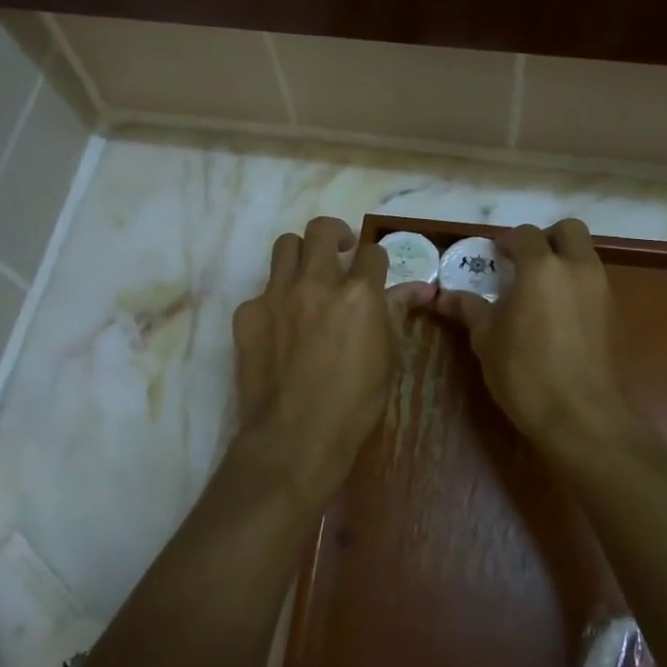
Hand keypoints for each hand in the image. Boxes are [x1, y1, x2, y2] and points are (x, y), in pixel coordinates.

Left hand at [228, 216, 395, 507]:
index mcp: (359, 293)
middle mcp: (317, 282)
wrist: (295, 436)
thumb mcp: (388, 358)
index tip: (373, 271)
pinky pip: (262, 290)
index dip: (375, 260)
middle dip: (334, 236)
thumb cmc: (355, 403)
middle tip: (339, 254)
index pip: (372, 251)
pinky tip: (279, 327)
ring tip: (306, 277)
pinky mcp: (247, 313)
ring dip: (300, 255)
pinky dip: (274, 300)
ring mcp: (277, 294)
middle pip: (321, 230)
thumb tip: (419, 288)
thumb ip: (395, 313)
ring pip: (285, 246)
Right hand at [433, 219, 638, 457]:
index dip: (506, 242)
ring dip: (564, 262)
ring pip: (585, 256)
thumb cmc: (525, 372)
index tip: (493, 258)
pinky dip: (577, 287)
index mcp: (541, 267)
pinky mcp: (615, 315)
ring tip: (539, 293)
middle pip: (568, 230)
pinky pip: (595, 284)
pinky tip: (558, 317)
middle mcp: (577, 269)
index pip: (524, 234)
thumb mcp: (487, 339)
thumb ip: (469, 309)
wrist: (581, 417)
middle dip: (546, 239)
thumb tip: (443, 297)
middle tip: (524, 264)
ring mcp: (602, 291)